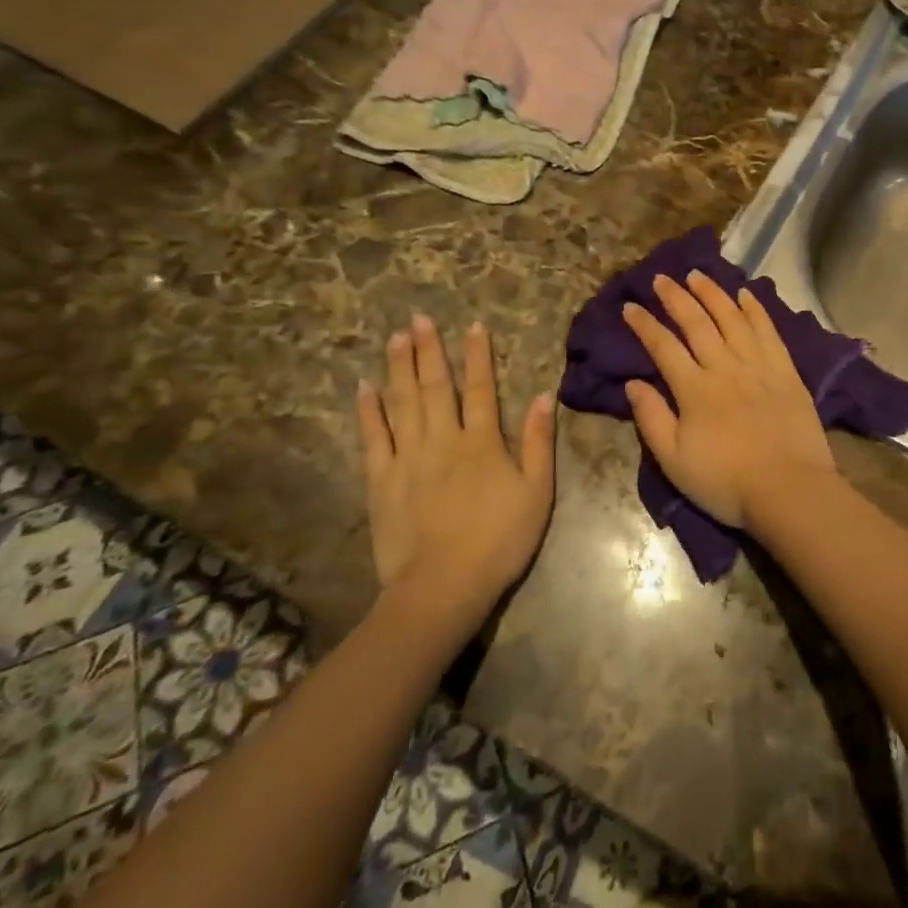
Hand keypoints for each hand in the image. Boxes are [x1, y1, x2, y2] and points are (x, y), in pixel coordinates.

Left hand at [355, 316, 554, 613]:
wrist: (443, 588)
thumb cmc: (499, 540)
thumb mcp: (537, 492)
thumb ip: (539, 442)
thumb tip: (543, 396)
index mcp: (481, 442)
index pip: (480, 388)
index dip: (478, 355)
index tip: (473, 325)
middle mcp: (443, 440)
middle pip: (435, 387)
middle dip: (429, 350)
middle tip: (419, 319)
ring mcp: (408, 459)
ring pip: (403, 403)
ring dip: (399, 368)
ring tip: (396, 338)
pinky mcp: (381, 482)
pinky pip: (373, 438)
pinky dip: (369, 411)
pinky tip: (364, 388)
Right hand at [621, 272, 834, 530]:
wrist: (788, 489)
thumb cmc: (725, 482)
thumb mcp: (674, 461)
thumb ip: (652, 419)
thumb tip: (633, 383)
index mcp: (694, 389)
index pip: (663, 347)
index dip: (645, 325)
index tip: (630, 306)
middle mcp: (724, 367)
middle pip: (697, 323)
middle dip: (676, 298)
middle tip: (662, 277)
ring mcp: (758, 365)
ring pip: (732, 318)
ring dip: (713, 294)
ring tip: (698, 275)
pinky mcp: (785, 370)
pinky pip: (768, 331)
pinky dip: (756, 309)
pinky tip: (746, 294)